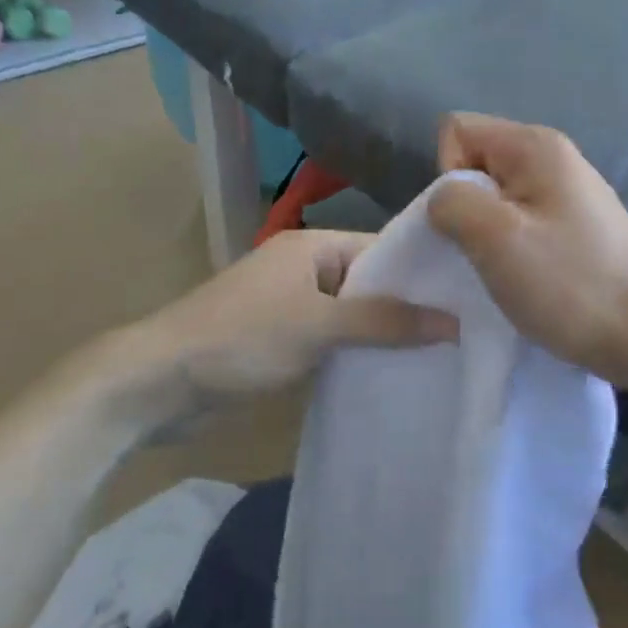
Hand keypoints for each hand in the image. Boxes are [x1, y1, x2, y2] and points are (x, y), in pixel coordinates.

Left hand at [119, 230, 456, 435]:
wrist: (158, 381)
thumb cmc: (242, 338)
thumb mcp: (319, 326)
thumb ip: (385, 322)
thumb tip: (454, 321)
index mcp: (313, 246)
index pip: (383, 248)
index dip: (423, 270)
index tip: (469, 296)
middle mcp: (303, 267)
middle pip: (368, 282)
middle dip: (407, 307)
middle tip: (464, 333)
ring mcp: (289, 304)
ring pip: (350, 314)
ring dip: (381, 334)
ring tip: (440, 357)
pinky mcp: (278, 339)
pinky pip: (329, 338)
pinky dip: (353, 352)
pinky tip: (388, 374)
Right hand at [428, 113, 627, 389]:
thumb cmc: (570, 283)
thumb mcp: (496, 238)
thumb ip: (452, 202)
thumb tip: (444, 199)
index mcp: (535, 146)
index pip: (458, 130)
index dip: (448, 174)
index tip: (471, 222)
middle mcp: (554, 157)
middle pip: (477, 163)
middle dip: (466, 207)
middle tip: (485, 253)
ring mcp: (570, 193)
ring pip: (498, 198)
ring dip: (488, 234)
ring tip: (506, 272)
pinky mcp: (578, 227)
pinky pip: (523, 222)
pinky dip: (513, 249)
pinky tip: (529, 281)